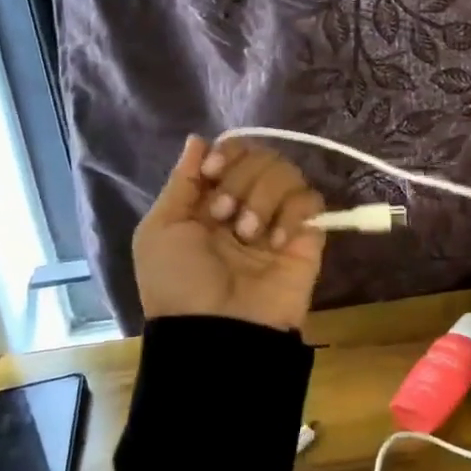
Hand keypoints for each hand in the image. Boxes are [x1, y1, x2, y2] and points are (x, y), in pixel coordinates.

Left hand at [132, 136, 326, 331]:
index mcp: (211, 200)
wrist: (217, 332)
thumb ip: (181, 182)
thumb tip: (198, 139)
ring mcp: (279, 219)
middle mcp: (247, 203)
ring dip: (263, 197)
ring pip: (286, 171)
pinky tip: (277, 241)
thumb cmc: (179, 284)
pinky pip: (311, 201)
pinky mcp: (308, 237)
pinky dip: (293, 213)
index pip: (232, 151)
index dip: (226, 153)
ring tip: (248, 234)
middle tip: (225, 216)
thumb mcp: (159, 231)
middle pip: (260, 155)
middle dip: (240, 179)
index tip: (212, 171)